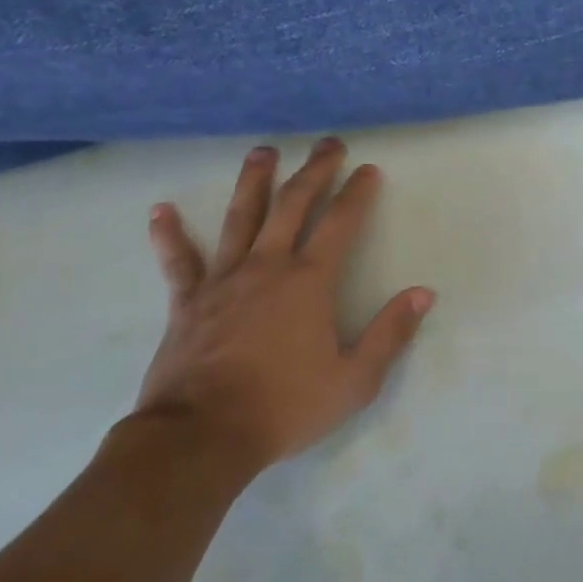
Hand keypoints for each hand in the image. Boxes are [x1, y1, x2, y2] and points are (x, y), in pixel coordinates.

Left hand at [134, 139, 434, 474]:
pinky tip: (160, 210)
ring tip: (263, 151)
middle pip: (292, 205)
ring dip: (253, 181)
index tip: (367, 169)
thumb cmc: (285, 406)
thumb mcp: (355, 379)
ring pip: (240, 218)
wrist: (201, 437)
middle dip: (313, 171)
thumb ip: (391, 333)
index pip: (340, 223)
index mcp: (309, 282)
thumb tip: (422, 293)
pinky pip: (179, 261)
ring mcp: (223, 281)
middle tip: (327, 143)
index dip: (356, 193)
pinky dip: (169, 235)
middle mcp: (267, 267)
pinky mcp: (187, 303)